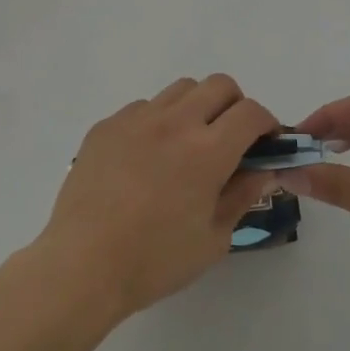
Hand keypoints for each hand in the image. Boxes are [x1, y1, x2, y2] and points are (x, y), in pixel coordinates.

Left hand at [36, 75, 280, 323]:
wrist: (82, 265)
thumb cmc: (154, 260)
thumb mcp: (213, 238)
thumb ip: (242, 196)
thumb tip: (263, 169)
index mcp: (207, 150)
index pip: (251, 112)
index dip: (266, 124)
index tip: (265, 144)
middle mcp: (174, 122)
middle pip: (219, 85)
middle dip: (235, 106)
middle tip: (230, 140)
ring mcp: (136, 118)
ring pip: (181, 89)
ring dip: (196, 107)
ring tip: (187, 145)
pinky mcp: (107, 124)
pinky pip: (143, 107)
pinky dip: (158, 122)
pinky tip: (146, 158)